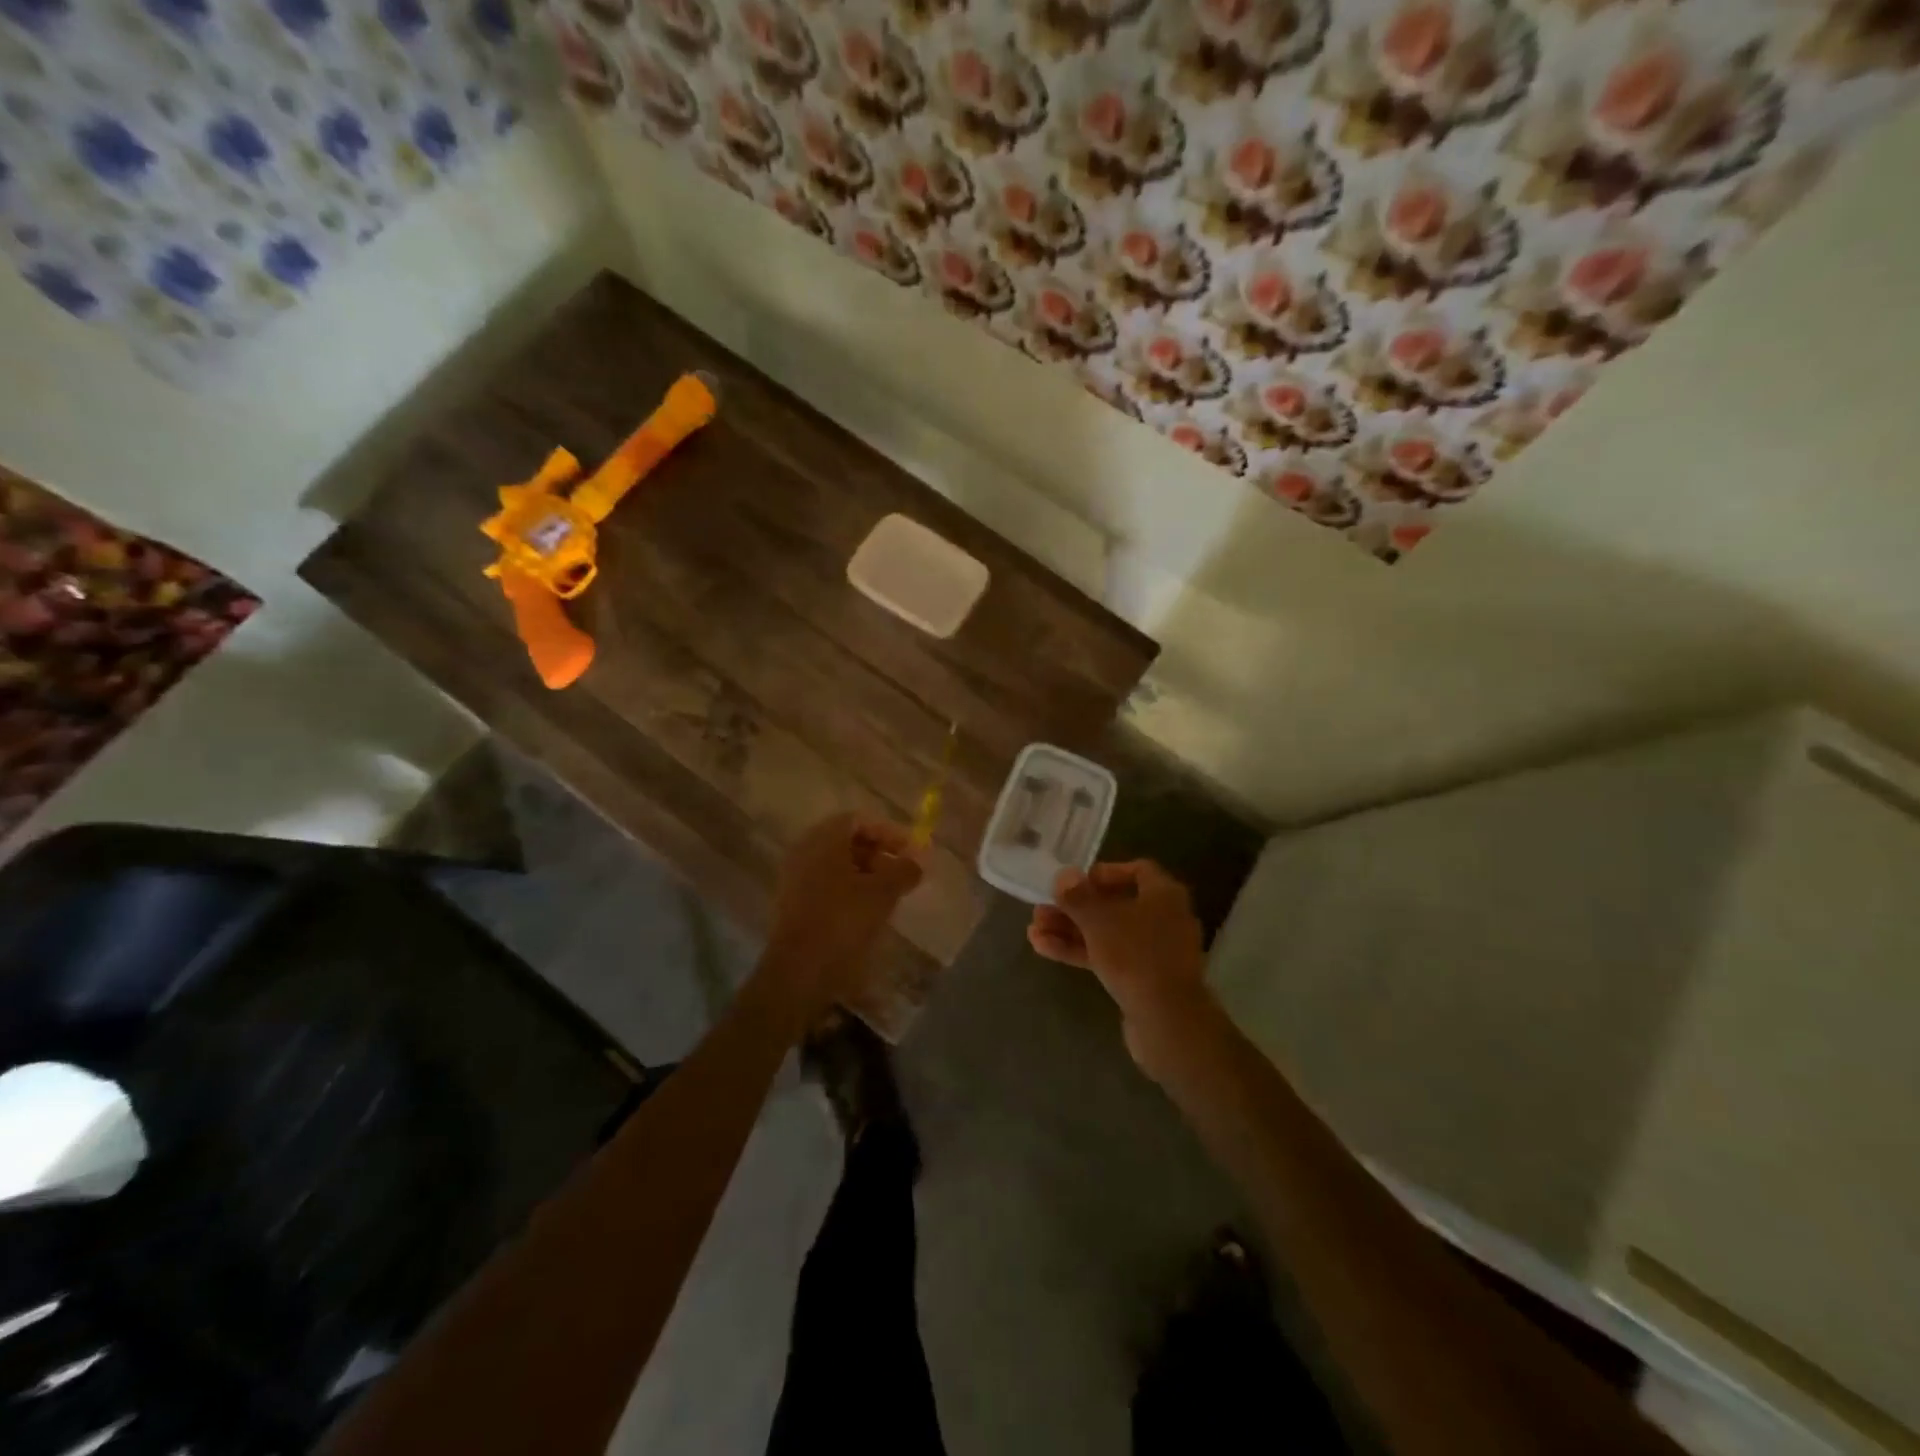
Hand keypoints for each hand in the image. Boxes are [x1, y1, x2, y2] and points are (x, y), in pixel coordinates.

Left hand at [761, 812, 923, 1021]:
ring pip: (836, 865)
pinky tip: (867, 912)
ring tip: (890, 895)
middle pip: (846, 840)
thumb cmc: (843, 922)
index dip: (889, 832)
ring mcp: (794, 878)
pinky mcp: (792, 904)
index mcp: (823, 839)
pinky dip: (848, 891)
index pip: (859, 819)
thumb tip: (917, 861)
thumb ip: (904, 870)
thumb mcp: (883, 893)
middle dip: (878, 852)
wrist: (798, 972)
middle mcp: (804, 851)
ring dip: (865, 874)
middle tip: (902, 872)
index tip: (911, 851)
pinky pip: (825, 885)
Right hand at [1028, 860, 1213, 1073]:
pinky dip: (1080, 951)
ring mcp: (1154, 952)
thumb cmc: (1135, 955)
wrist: (1166, 1021)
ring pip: (1107, 933)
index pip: (1137, 870)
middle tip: (1042, 908)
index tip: (1076, 881)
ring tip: (1034, 930)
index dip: (1105, 872)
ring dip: (1071, 930)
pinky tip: (1044, 949)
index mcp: (1164, 895)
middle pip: (1115, 905)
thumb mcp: (1099, 920)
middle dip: (1075, 907)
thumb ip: (1078, 896)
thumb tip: (1064, 875)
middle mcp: (1164, 919)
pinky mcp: (1143, 980)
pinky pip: (1109, 957)